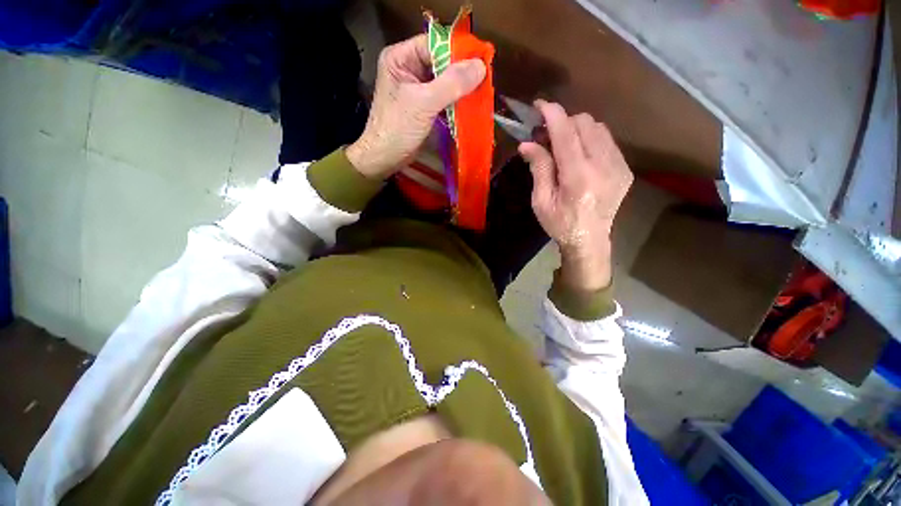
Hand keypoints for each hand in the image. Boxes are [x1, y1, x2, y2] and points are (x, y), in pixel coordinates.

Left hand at [346, 34, 486, 179]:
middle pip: (440, 62)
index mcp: (400, 58)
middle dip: (461, 72)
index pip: (434, 44)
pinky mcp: (423, 106)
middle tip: (484, 80)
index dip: (457, 51)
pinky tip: (468, 106)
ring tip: (480, 92)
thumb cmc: (398, 129)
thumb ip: (451, 83)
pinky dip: (455, 102)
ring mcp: (416, 88)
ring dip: (460, 88)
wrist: (385, 158)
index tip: (481, 62)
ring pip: (444, 81)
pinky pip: (443, 97)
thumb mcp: (424, 103)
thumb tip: (481, 66)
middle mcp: (408, 68)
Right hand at [520, 100, 632, 291]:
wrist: (590, 240)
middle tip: (546, 136)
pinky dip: (590, 140)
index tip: (540, 105)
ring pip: (598, 128)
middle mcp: (603, 166)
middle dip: (563, 122)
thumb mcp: (541, 201)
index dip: (552, 114)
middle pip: (585, 124)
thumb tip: (527, 143)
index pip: (566, 133)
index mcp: (578, 177)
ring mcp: (618, 167)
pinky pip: (607, 141)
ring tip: (562, 145)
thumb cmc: (559, 224)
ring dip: (577, 129)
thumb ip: (538, 168)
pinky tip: (579, 155)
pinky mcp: (624, 169)